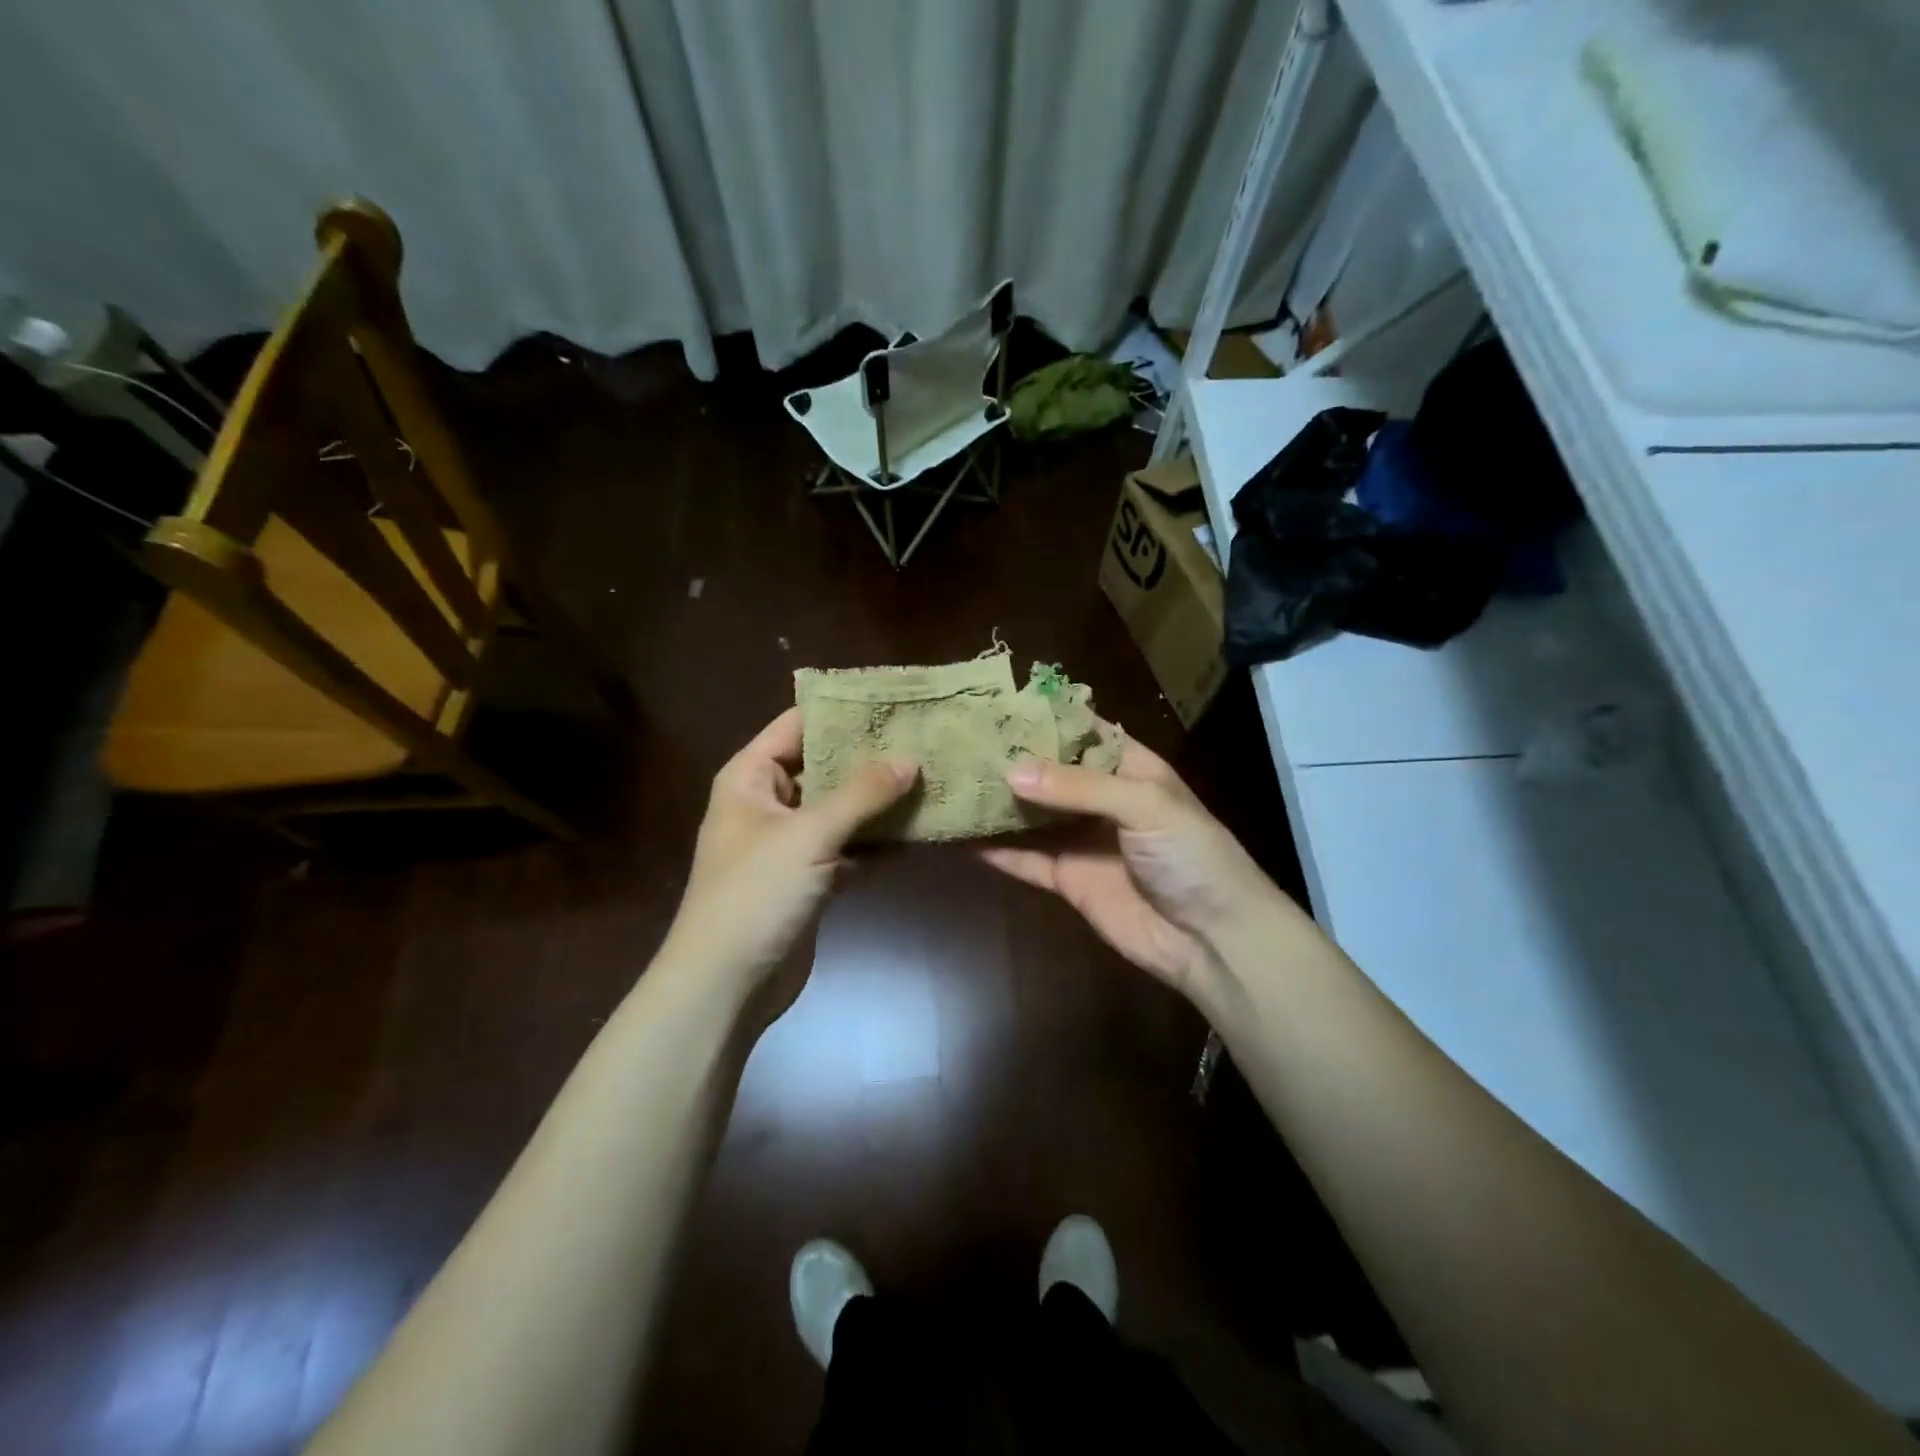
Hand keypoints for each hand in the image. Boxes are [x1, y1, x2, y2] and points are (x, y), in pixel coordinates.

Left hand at [658, 708, 916, 1001]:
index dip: (843, 711)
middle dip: (872, 759)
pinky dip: (878, 844)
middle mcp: (770, 802)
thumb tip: (910, 759)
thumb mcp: (809, 835)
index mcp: (752, 777)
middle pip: (826, 767)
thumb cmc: (755, 894)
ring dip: (881, 803)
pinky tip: (920, 832)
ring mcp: (791, 842)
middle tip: (926, 739)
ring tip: (933, 779)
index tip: (895, 700)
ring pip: (843, 810)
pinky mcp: (811, 878)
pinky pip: (850, 848)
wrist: (727, 984)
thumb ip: (862, 794)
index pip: (798, 724)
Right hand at [980, 732, 1276, 1006]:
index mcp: (1130, 768)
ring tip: (951, 781)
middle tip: (959, 741)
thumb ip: (1079, 787)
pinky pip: (1026, 859)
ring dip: (997, 802)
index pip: (1082, 731)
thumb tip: (1010, 771)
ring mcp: (1082, 840)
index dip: (1044, 719)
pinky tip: (959, 836)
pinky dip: (996, 850)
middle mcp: (1101, 798)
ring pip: (1031, 815)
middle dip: (1010, 759)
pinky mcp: (1067, 879)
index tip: (995, 706)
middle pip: (1049, 773)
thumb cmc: (1191, 855)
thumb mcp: (1145, 805)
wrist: (1213, 938)